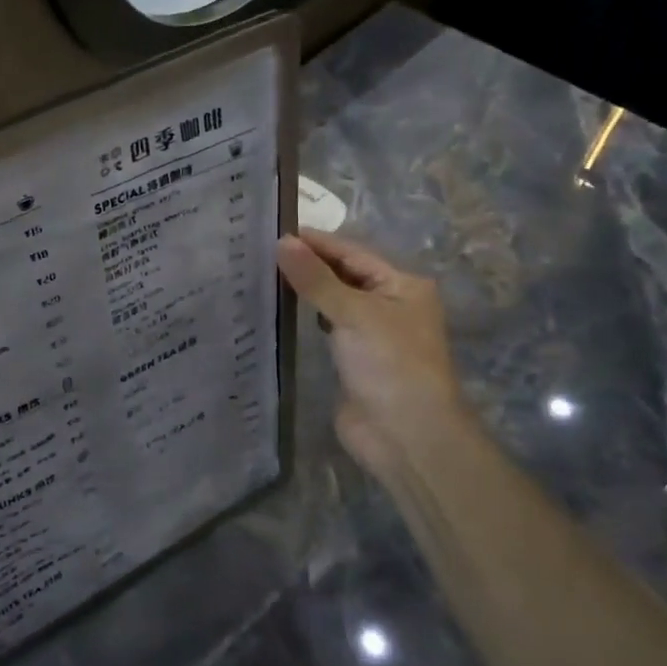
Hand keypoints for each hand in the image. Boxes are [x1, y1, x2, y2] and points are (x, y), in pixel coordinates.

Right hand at [277, 231, 476, 473]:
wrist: (407, 436)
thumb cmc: (390, 364)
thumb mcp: (353, 313)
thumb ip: (316, 278)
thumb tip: (282, 241)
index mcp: (402, 285)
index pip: (351, 253)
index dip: (315, 242)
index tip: (273, 229)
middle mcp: (389, 304)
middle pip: (342, 274)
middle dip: (307, 264)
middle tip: (259, 250)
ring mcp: (370, 334)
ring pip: (332, 301)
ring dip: (304, 289)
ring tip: (261, 273)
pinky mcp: (352, 359)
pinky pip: (325, 328)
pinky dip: (304, 316)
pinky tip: (277, 309)